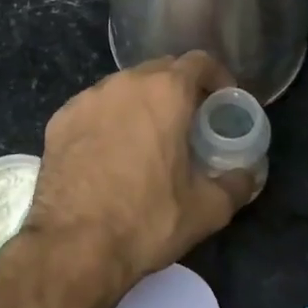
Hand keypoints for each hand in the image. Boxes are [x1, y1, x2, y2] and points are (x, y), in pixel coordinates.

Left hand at [12, 53, 254, 303]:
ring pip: (124, 87)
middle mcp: (125, 83)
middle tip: (189, 122)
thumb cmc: (146, 220)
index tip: (222, 102)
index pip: (200, 61)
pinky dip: (108, 120)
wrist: (72, 246)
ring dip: (142, 103)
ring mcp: (87, 98)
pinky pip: (94, 108)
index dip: (217, 77)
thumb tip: (247, 175)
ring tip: (148, 138)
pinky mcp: (59, 119)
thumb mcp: (206, 209)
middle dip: (179, 88)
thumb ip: (235, 184)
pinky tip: (109, 153)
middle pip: (160, 70)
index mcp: (165, 92)